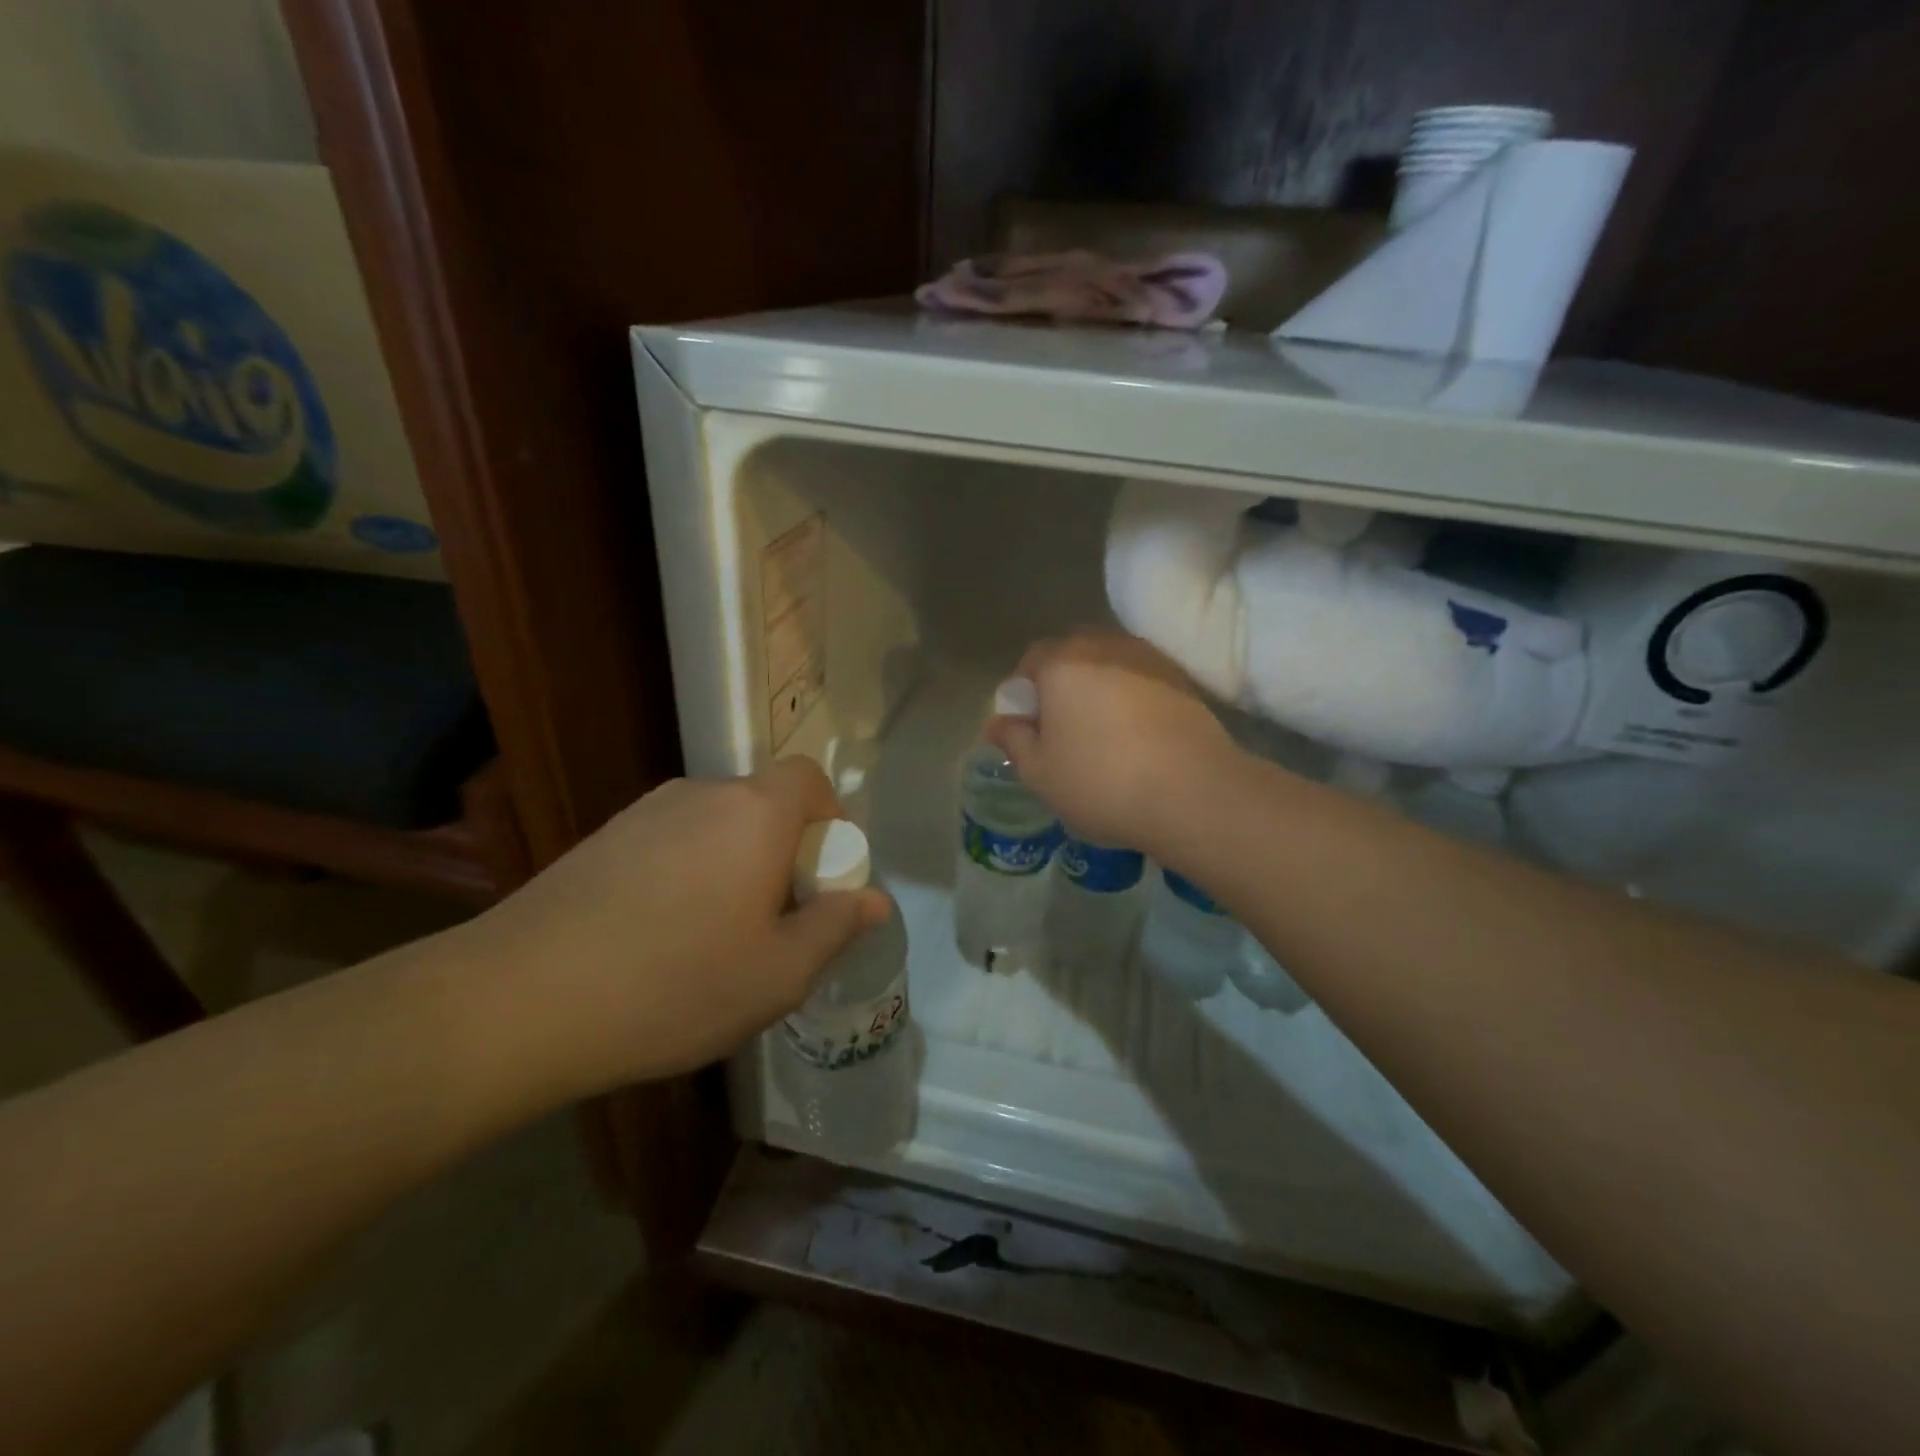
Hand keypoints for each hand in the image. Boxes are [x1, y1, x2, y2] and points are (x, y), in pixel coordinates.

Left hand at [465, 758, 888, 1095]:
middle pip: (764, 804)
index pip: (810, 778)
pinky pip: (670, 842)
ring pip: (716, 826)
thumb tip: (874, 900)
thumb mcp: (779, 973)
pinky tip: (660, 935)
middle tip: (776, 921)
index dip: (830, 819)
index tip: (823, 878)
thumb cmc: (675, 984)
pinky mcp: (602, 838)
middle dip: (784, 852)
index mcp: (755, 813)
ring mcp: (645, 812)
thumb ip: (836, 927)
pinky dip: (687, 873)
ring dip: (734, 864)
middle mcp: (702, 794)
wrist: (520, 1000)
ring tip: (715, 937)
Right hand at [988, 629, 1239, 854]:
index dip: (1024, 692)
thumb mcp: (1040, 773)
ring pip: (1108, 663)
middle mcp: (1104, 646)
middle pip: (1071, 654)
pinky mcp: (1181, 678)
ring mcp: (1147, 658)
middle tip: (1062, 728)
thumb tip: (997, 722)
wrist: (1195, 793)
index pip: (1030, 660)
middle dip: (1060, 683)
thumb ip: (1014, 740)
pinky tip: (1135, 734)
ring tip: (1101, 731)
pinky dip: (1130, 696)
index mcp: (1062, 663)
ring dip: (1097, 687)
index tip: (1028, 728)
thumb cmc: (1102, 782)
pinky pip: (1140, 678)